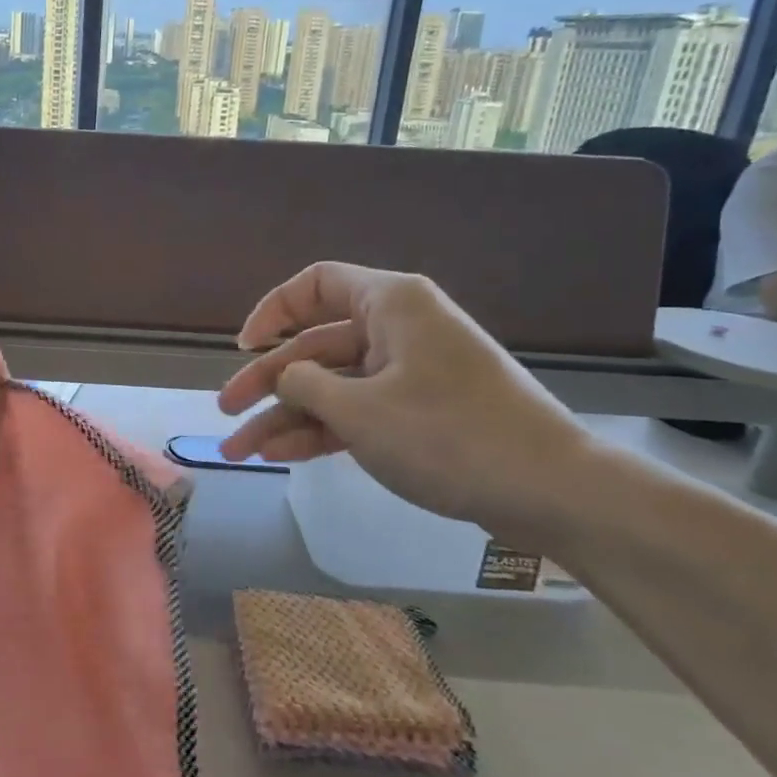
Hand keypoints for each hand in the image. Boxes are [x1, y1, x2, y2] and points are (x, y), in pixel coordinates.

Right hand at [217, 264, 596, 532]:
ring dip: (286, 416)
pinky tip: (281, 455)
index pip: (315, 284)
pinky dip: (322, 430)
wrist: (551, 491)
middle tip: (225, 413)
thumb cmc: (448, 435)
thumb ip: (305, 385)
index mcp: (390, 304)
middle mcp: (398, 329)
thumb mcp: (360, 410)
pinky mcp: (420, 412)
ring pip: (332, 385)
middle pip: (315, 345)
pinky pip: (358, 410)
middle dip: (267, 382)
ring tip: (240, 450)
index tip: (244, 349)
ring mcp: (410, 373)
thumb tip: (285, 378)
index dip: (271, 312)